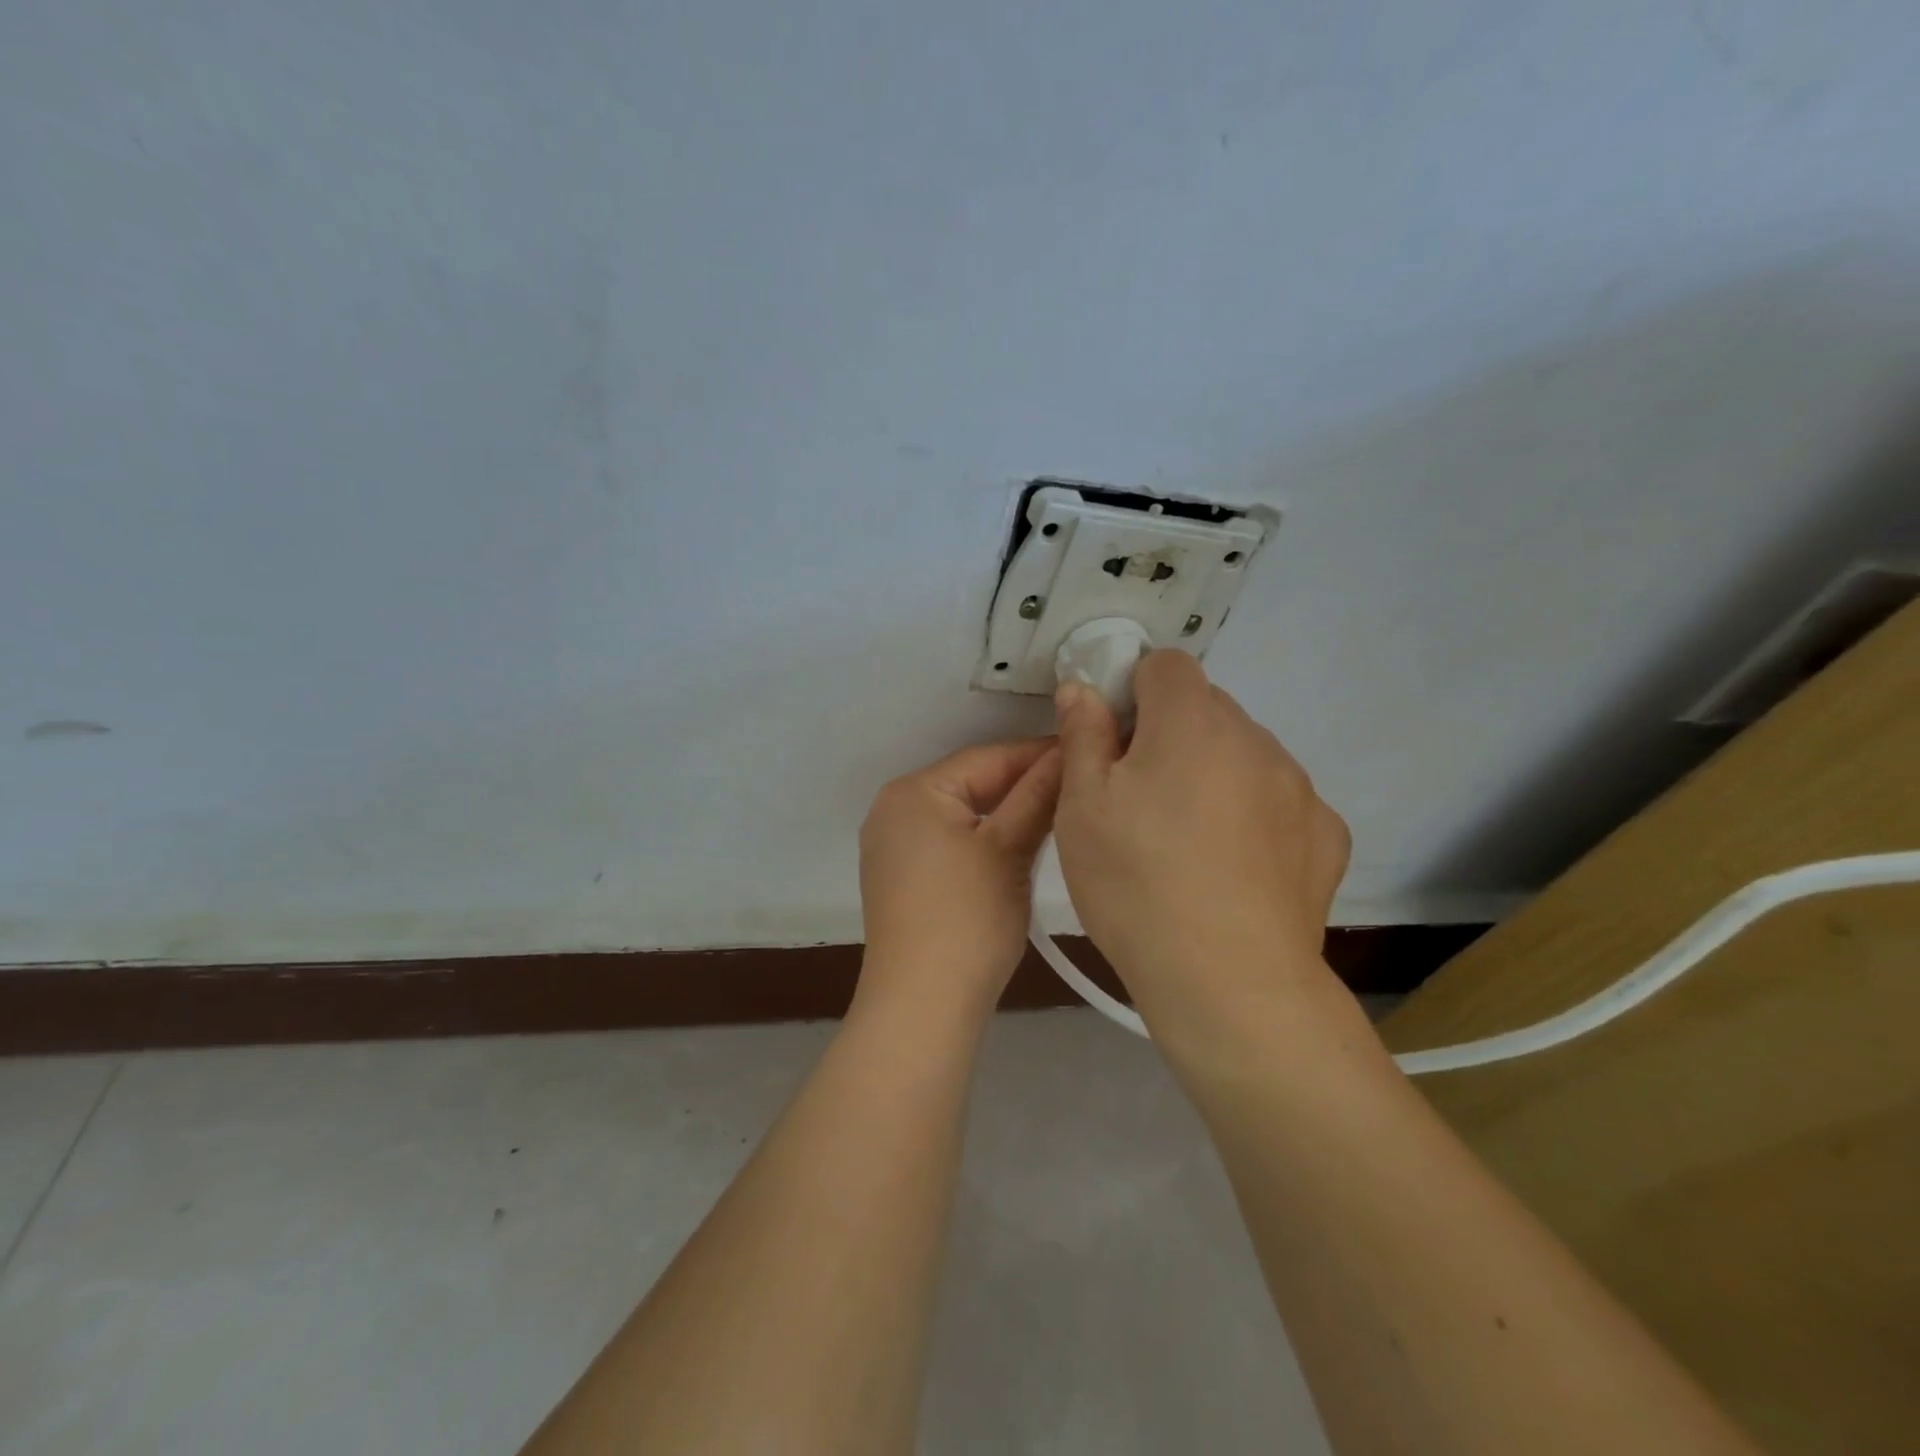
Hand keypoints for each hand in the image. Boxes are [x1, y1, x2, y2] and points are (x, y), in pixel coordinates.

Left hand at [856, 738, 1063, 1017]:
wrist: (921, 1004)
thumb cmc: (967, 919)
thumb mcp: (1009, 850)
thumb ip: (1038, 795)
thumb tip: (1069, 750)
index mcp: (913, 791)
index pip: (987, 757)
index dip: (1040, 754)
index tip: (1087, 752)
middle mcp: (893, 808)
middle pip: (971, 782)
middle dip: (1025, 784)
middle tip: (1080, 784)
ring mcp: (892, 844)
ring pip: (963, 812)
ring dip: (1007, 812)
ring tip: (1060, 811)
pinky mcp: (900, 875)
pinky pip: (949, 838)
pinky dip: (984, 837)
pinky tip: (1020, 843)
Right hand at [1052, 651, 1350, 1026]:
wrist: (1227, 980)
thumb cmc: (1135, 881)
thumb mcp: (1081, 806)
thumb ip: (1083, 734)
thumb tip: (1082, 688)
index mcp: (1191, 721)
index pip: (1166, 665)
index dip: (1134, 692)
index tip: (1116, 743)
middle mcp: (1255, 738)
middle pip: (1206, 709)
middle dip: (1171, 735)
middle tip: (1141, 799)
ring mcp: (1299, 786)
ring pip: (1244, 755)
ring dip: (1215, 774)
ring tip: (1188, 842)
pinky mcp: (1326, 833)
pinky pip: (1279, 802)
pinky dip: (1255, 816)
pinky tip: (1234, 869)